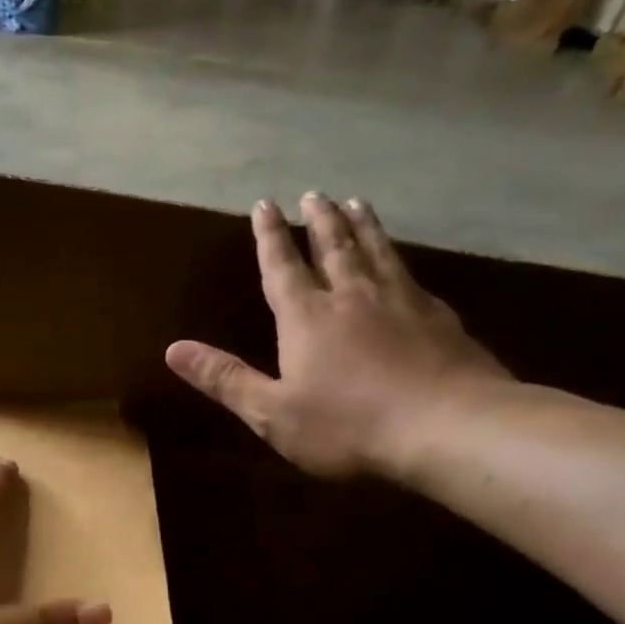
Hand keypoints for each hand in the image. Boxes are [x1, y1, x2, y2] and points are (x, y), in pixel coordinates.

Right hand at [166, 193, 510, 479]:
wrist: (452, 429)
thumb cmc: (349, 425)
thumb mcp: (272, 412)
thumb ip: (225, 379)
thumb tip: (172, 349)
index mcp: (307, 317)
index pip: (282, 267)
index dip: (270, 236)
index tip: (265, 204)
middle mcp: (353, 298)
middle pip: (334, 248)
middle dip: (320, 220)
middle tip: (315, 194)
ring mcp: (402, 303)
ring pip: (377, 252)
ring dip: (363, 227)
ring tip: (356, 202)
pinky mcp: (441, 319)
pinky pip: (412, 276)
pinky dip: (399, 259)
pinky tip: (403, 262)